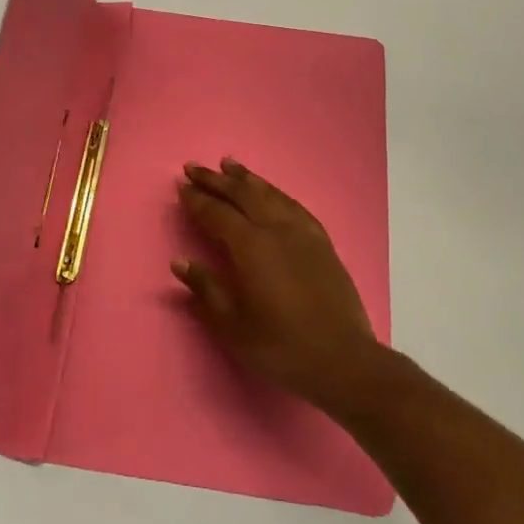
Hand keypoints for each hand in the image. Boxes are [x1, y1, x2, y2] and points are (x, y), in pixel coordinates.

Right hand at [173, 158, 382, 414]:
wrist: (343, 359)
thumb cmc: (281, 346)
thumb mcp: (234, 326)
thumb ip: (206, 289)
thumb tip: (180, 261)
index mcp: (251, 247)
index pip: (218, 213)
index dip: (198, 199)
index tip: (181, 185)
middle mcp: (277, 230)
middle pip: (243, 194)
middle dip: (216, 179)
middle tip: (195, 167)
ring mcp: (303, 233)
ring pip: (270, 194)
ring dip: (247, 178)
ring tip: (229, 164)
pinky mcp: (322, 243)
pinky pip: (294, 205)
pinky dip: (276, 193)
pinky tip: (271, 193)